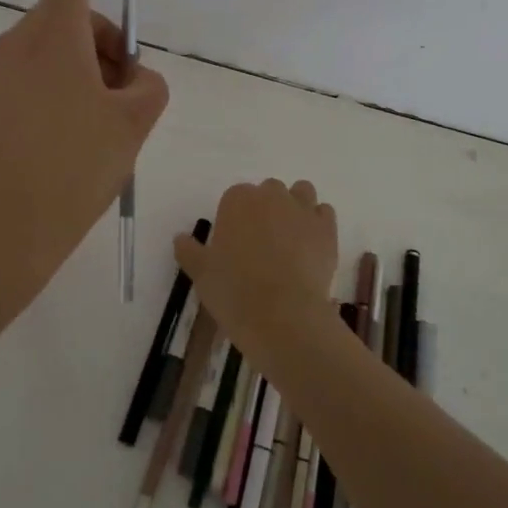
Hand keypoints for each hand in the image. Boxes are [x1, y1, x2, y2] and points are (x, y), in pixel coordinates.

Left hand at [0, 0, 168, 286]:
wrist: (0, 228)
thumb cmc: (74, 165)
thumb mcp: (133, 123)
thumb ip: (148, 86)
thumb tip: (134, 79)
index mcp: (54, 35)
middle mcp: (17, 45)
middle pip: (65, 17)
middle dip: (104, 40)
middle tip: (128, 87)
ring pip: (47, 51)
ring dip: (83, 68)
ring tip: (105, 121)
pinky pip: (28, 81)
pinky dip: (57, 90)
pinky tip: (71, 141)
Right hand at [173, 179, 338, 355]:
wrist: (283, 316)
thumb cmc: (234, 292)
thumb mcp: (201, 274)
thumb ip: (189, 251)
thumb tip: (180, 237)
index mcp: (237, 200)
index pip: (235, 197)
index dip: (235, 218)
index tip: (234, 242)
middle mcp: (271, 196)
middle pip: (269, 191)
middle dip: (266, 209)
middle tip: (261, 242)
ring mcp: (302, 209)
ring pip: (301, 192)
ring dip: (295, 206)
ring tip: (289, 237)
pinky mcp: (327, 229)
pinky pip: (324, 212)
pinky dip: (318, 222)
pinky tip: (311, 245)